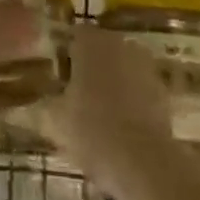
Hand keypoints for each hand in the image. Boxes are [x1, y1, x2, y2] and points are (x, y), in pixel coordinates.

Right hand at [43, 26, 199, 198]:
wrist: (145, 165)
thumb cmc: (91, 130)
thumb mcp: (54, 118)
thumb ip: (43, 102)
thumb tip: (34, 100)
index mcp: (91, 42)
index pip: (74, 35)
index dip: (63, 53)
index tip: (54, 73)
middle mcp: (121, 46)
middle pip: (101, 50)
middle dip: (89, 66)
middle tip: (73, 91)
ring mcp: (147, 69)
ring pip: (122, 69)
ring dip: (111, 83)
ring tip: (96, 111)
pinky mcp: (165, 94)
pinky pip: (139, 90)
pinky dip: (130, 101)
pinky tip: (118, 125)